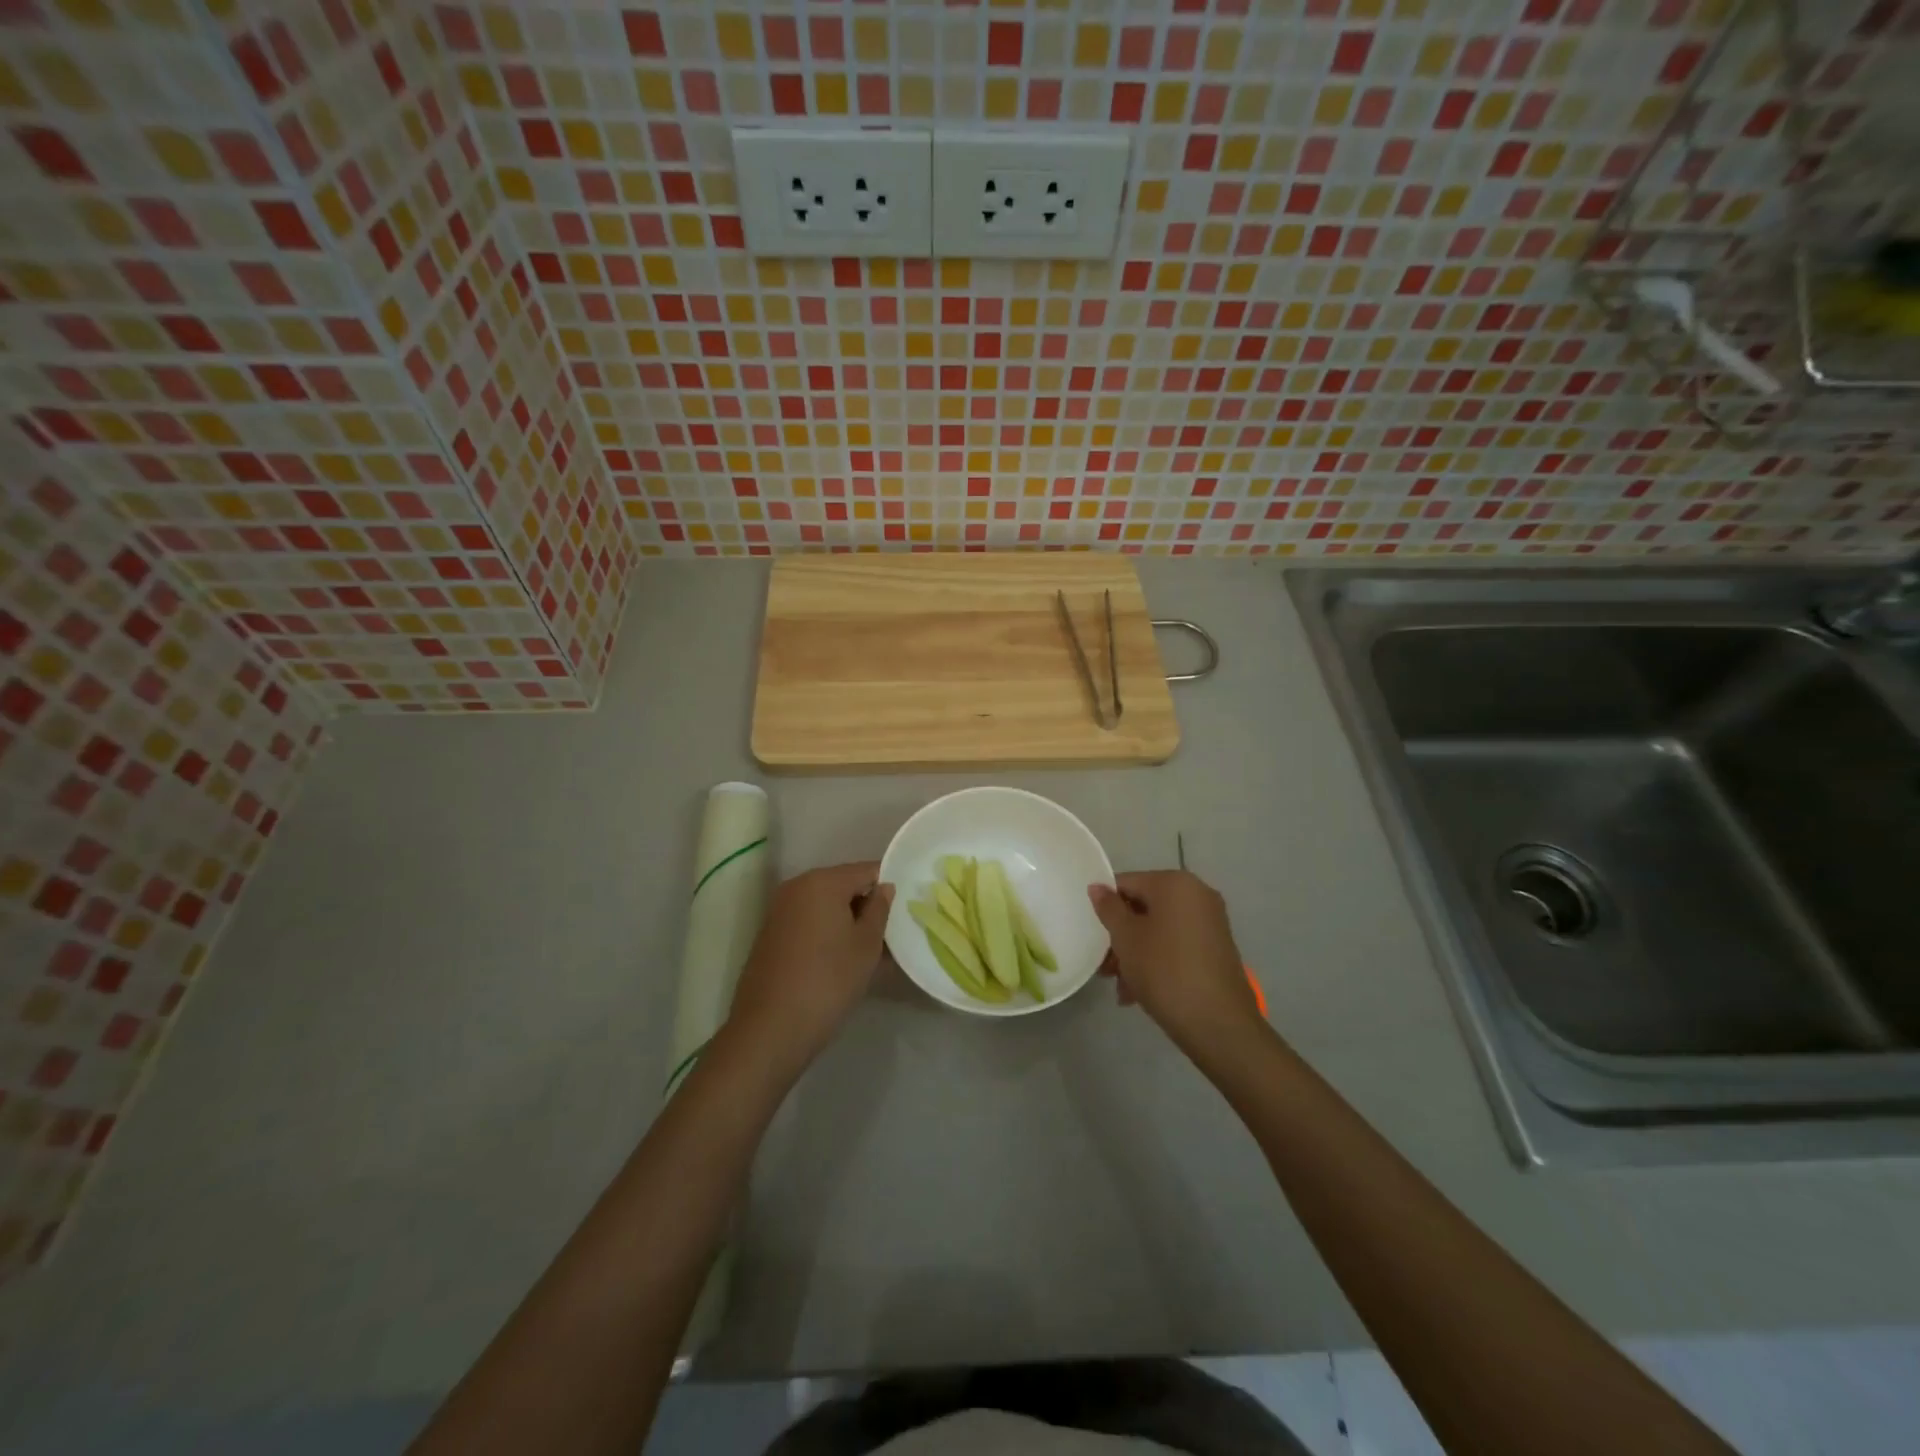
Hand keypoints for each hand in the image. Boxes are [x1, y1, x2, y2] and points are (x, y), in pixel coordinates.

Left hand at [727, 862, 893, 1075]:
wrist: (770, 1029)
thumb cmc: (828, 980)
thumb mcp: (866, 945)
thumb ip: (879, 909)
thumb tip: (884, 888)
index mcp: (822, 881)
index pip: (867, 870)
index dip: (888, 887)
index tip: (904, 911)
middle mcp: (797, 886)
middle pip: (844, 885)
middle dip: (867, 906)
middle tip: (889, 935)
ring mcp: (779, 910)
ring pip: (825, 906)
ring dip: (847, 922)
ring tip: (869, 953)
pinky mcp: (770, 934)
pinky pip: (808, 922)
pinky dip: (827, 933)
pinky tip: (841, 961)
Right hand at [1089, 871, 1260, 1051]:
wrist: (1218, 1024)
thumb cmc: (1164, 971)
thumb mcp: (1126, 938)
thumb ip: (1109, 908)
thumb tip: (1097, 887)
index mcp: (1175, 883)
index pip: (1126, 883)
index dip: (1106, 908)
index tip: (1093, 937)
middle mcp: (1197, 894)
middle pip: (1143, 908)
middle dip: (1121, 937)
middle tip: (1105, 968)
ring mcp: (1210, 922)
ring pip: (1159, 929)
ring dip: (1135, 954)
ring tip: (1121, 989)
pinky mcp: (1216, 948)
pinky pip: (1176, 944)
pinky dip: (1157, 961)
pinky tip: (1140, 993)